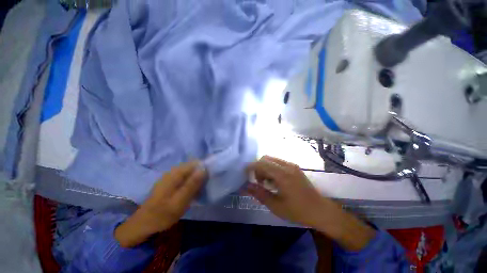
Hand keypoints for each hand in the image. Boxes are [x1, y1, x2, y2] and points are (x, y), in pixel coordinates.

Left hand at [115, 161, 205, 246]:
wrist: (144, 223)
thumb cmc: (163, 214)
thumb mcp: (180, 201)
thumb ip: (192, 184)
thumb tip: (204, 169)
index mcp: (175, 174)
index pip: (195, 163)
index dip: (204, 168)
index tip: (209, 178)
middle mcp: (173, 171)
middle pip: (193, 167)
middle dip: (201, 174)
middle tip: (204, 187)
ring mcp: (171, 176)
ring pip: (190, 172)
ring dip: (196, 179)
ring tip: (199, 191)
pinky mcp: (170, 182)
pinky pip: (185, 177)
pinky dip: (191, 183)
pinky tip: (191, 192)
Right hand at [247, 156, 375, 250]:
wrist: (320, 210)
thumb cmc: (298, 211)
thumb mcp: (276, 206)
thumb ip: (259, 194)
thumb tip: (246, 186)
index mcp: (282, 175)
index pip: (262, 163)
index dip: (251, 167)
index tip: (246, 174)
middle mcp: (287, 166)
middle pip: (266, 158)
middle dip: (258, 167)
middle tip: (259, 181)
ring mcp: (292, 165)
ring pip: (272, 159)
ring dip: (265, 167)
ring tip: (266, 182)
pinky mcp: (295, 167)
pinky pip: (278, 162)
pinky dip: (272, 168)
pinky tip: (275, 180)